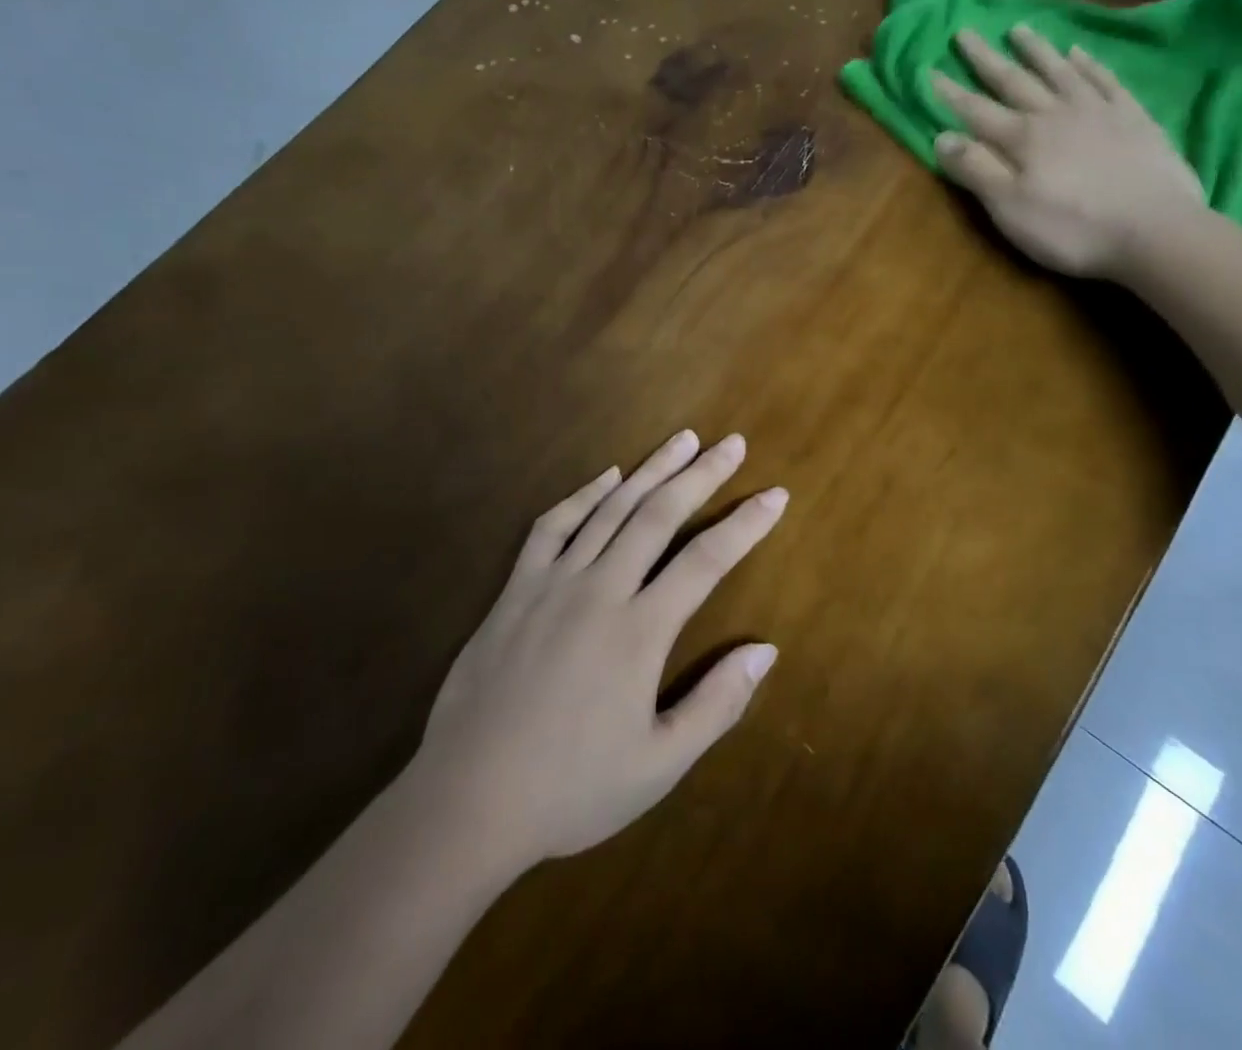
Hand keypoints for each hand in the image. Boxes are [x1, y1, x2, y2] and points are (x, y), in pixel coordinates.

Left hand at [413, 430, 784, 870]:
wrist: (466, 801)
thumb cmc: (571, 789)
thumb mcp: (658, 765)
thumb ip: (717, 704)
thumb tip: (766, 650)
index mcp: (640, 631)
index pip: (707, 560)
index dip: (746, 524)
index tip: (775, 495)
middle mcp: (600, 590)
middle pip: (659, 515)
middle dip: (701, 474)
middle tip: (732, 443)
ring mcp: (553, 583)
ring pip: (610, 508)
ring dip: (651, 469)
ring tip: (683, 439)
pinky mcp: (515, 589)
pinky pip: (552, 526)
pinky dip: (583, 495)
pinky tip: (607, 476)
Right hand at [931, 27, 1204, 278]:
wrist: (1155, 230)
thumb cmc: (1072, 228)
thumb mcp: (1009, 208)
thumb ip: (976, 170)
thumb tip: (941, 137)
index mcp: (1022, 139)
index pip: (976, 111)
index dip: (950, 93)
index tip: (928, 70)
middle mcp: (1055, 114)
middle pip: (1014, 81)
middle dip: (986, 59)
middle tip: (965, 32)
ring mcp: (1097, 111)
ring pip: (1059, 71)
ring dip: (1036, 50)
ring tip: (1018, 29)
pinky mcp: (1133, 118)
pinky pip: (1105, 80)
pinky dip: (1088, 64)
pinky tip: (1078, 53)